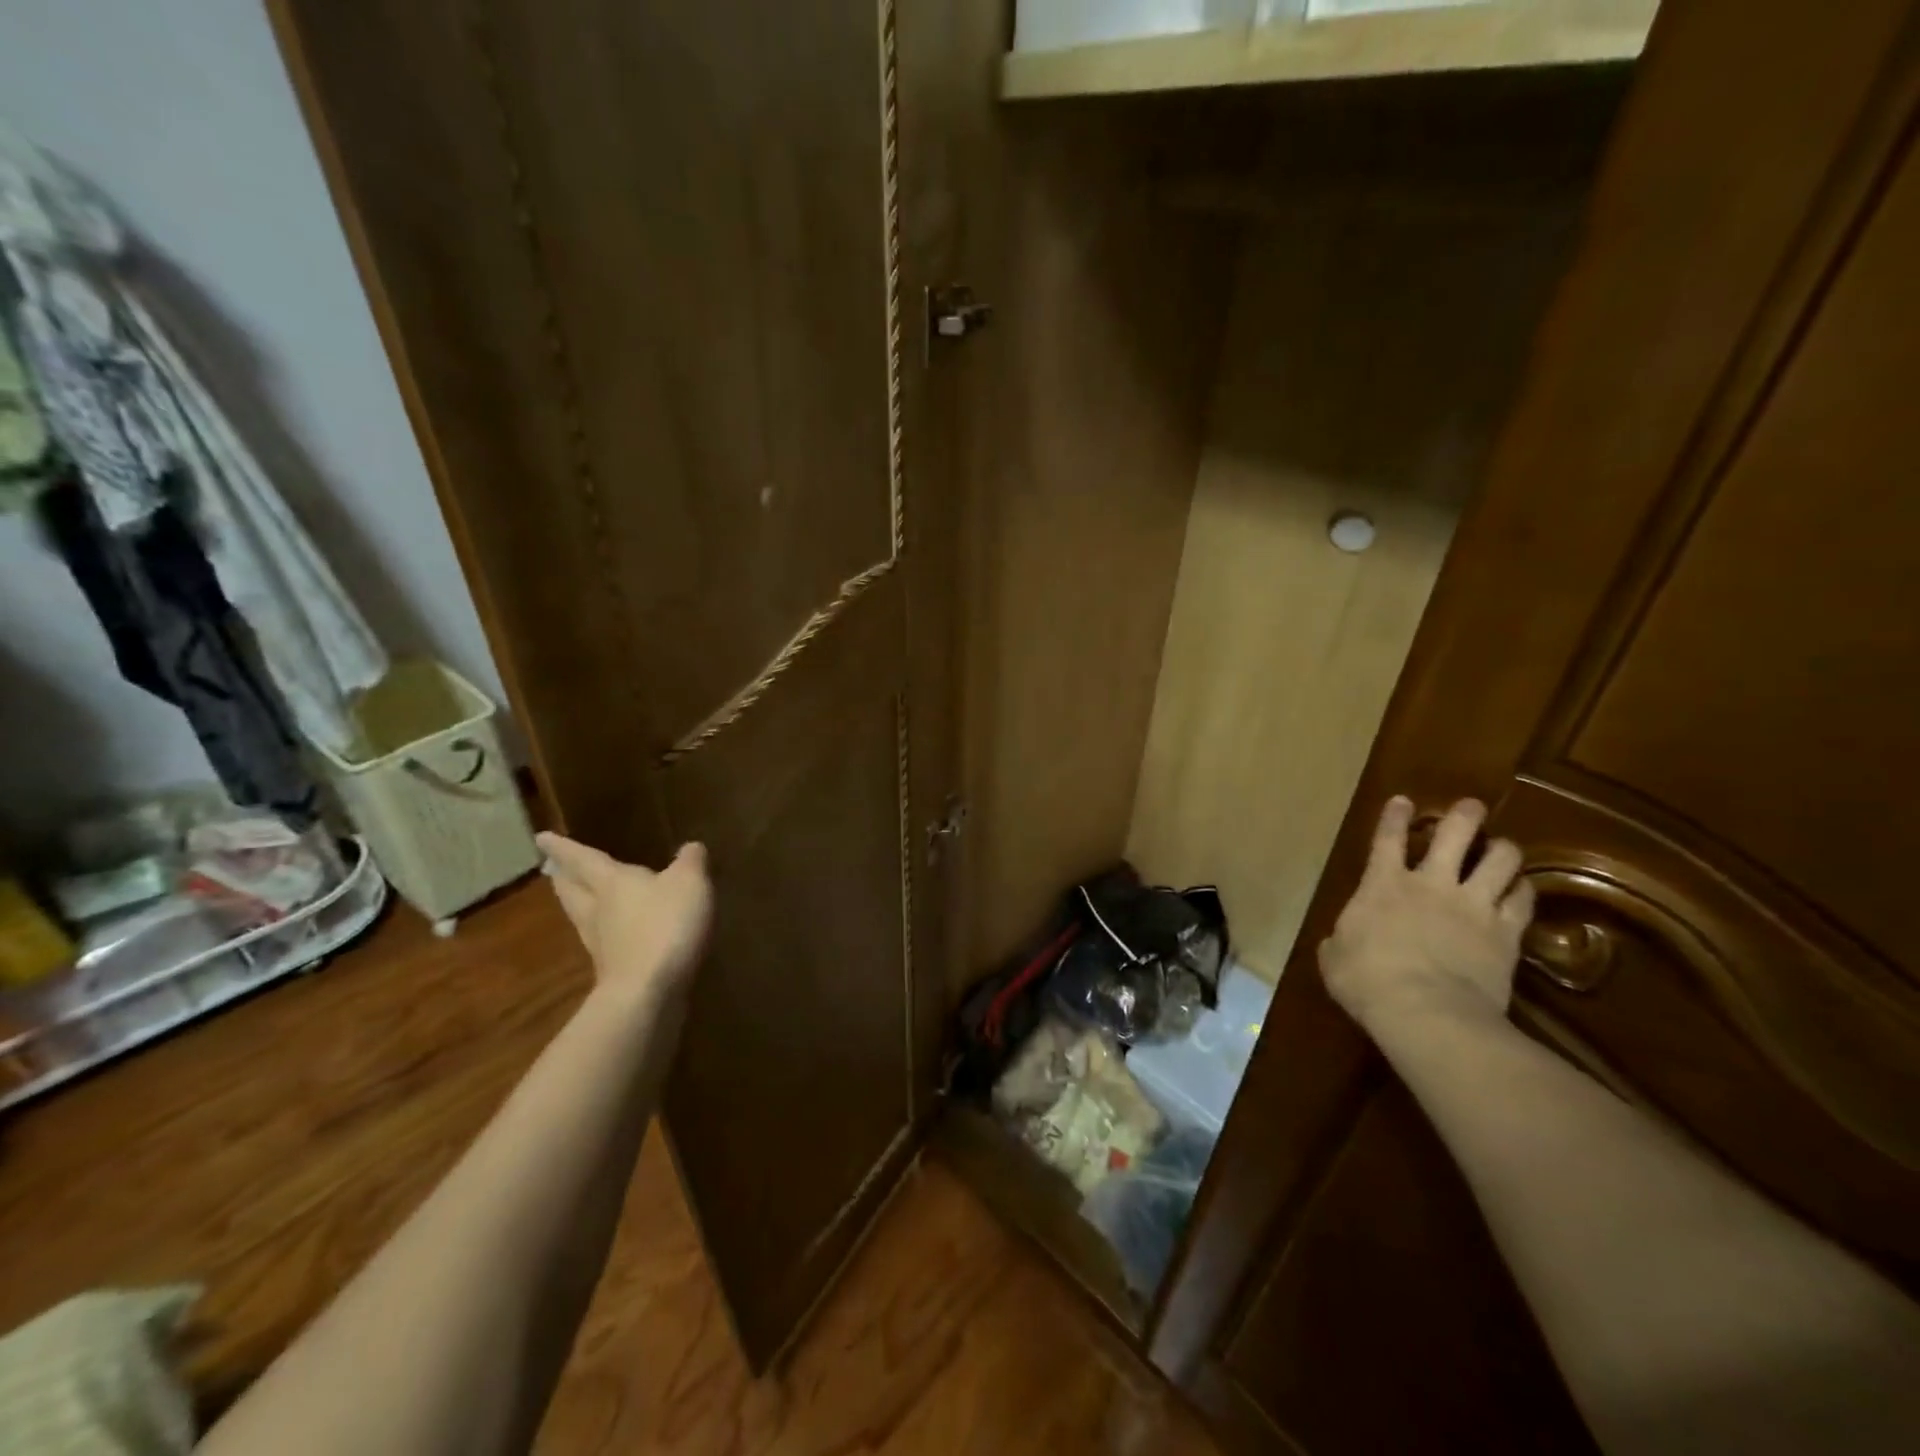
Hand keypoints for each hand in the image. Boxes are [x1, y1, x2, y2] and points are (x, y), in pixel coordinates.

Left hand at [537, 833, 712, 1014]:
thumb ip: (690, 861)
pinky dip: (605, 934)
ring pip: (582, 917)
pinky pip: (603, 943)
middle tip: (552, 870)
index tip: (540, 838)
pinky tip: (617, 935)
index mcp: (611, 882)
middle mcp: (598, 911)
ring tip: (577, 898)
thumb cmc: (665, 925)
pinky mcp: (613, 972)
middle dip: (564, 878)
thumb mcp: (690, 882)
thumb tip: (689, 847)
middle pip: (573, 891)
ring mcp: (601, 945)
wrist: (649, 992)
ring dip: (577, 906)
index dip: (563, 847)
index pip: (582, 858)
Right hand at [1318, 797, 1533, 1037]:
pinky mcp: (1506, 933)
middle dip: (1465, 816)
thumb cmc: (1366, 980)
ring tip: (1504, 849)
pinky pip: (1523, 900)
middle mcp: (1431, 884)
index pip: (1387, 839)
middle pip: (1455, 835)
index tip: (1403, 800)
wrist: (1426, 1012)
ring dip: (1502, 850)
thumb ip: (1341, 939)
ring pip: (1500, 860)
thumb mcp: (1334, 957)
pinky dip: (1523, 890)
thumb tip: (1340, 941)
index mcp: (1382, 885)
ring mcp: (1473, 906)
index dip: (1395, 817)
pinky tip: (1522, 889)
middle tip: (1472, 807)